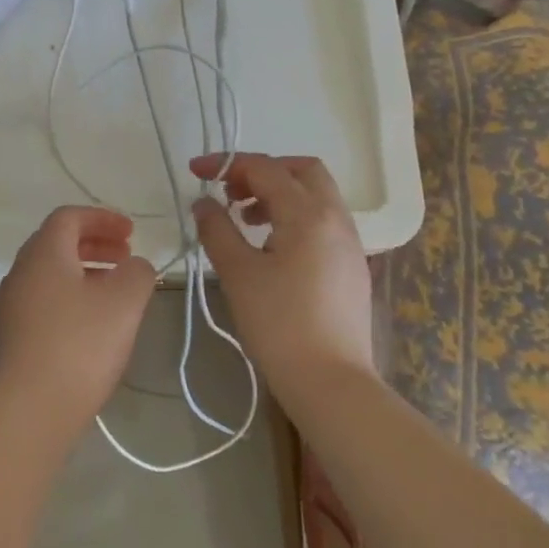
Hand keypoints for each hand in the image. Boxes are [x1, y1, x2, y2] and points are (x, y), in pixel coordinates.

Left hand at [0, 206, 157, 440]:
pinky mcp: (8, 339)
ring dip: (82, 273)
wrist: (27, 411)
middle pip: (56, 244)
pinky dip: (69, 299)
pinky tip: (89, 328)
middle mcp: (20, 272)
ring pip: (49, 276)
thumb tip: (135, 265)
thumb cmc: (79, 345)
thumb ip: (137, 273)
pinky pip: (42, 303)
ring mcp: (9, 307)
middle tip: (125, 258)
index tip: (131, 233)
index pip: (69, 217)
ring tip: (113, 294)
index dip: (102, 218)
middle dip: (94, 244)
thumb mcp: (124, 303)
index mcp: (44, 253)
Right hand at [188, 153, 374, 404]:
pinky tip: (272, 246)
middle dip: (263, 171)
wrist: (331, 383)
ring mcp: (350, 242)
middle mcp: (335, 218)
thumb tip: (203, 203)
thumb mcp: (237, 273)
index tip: (196, 171)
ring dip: (280, 193)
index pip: (265, 168)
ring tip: (246, 219)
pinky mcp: (352, 265)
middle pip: (302, 170)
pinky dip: (295, 215)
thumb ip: (217, 229)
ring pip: (316, 194)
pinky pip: (323, 220)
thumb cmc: (279, 324)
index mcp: (308, 214)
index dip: (226, 163)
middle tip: (231, 192)